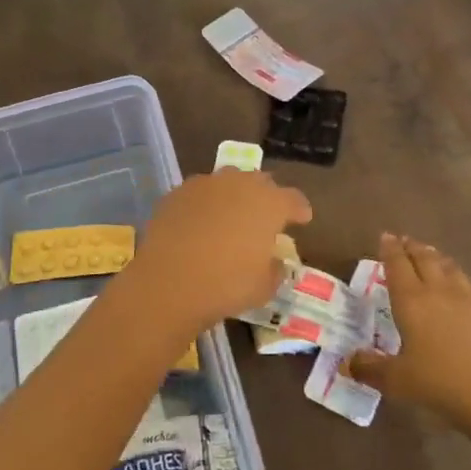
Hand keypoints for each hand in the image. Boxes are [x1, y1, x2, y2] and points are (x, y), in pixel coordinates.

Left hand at [129, 170, 311, 329]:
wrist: (169, 282)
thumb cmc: (227, 285)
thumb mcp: (264, 287)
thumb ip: (275, 269)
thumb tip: (273, 261)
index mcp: (270, 204)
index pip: (294, 199)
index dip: (299, 210)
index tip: (302, 219)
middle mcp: (240, 184)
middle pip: (261, 182)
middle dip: (267, 197)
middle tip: (265, 217)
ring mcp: (205, 185)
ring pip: (228, 182)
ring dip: (234, 195)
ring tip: (231, 216)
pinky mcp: (177, 193)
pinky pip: (199, 193)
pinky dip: (205, 204)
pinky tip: (200, 223)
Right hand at [347, 233, 470, 432]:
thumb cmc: (439, 383)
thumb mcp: (396, 380)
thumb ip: (369, 368)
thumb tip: (346, 363)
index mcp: (411, 300)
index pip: (397, 265)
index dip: (389, 249)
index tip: (386, 237)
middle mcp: (439, 290)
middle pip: (424, 259)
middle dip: (412, 247)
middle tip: (404, 241)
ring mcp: (469, 298)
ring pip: (449, 267)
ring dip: (436, 258)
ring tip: (430, 256)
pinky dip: (461, 278)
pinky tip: (463, 285)